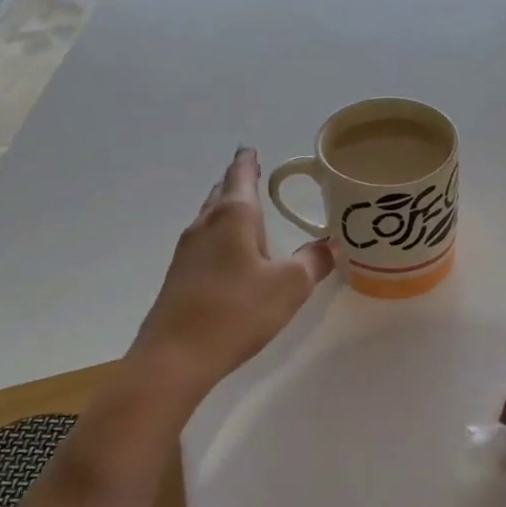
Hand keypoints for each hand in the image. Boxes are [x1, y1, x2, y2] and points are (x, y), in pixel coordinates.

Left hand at [133, 148, 333, 391]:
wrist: (175, 357)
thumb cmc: (237, 311)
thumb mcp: (289, 286)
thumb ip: (313, 261)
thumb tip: (330, 244)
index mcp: (233, 217)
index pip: (241, 176)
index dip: (248, 161)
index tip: (250, 148)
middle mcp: (205, 226)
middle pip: (221, 194)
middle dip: (236, 182)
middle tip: (252, 174)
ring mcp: (187, 252)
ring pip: (210, 218)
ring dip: (226, 209)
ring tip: (245, 210)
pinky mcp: (180, 277)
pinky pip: (204, 242)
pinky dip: (220, 235)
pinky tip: (230, 253)